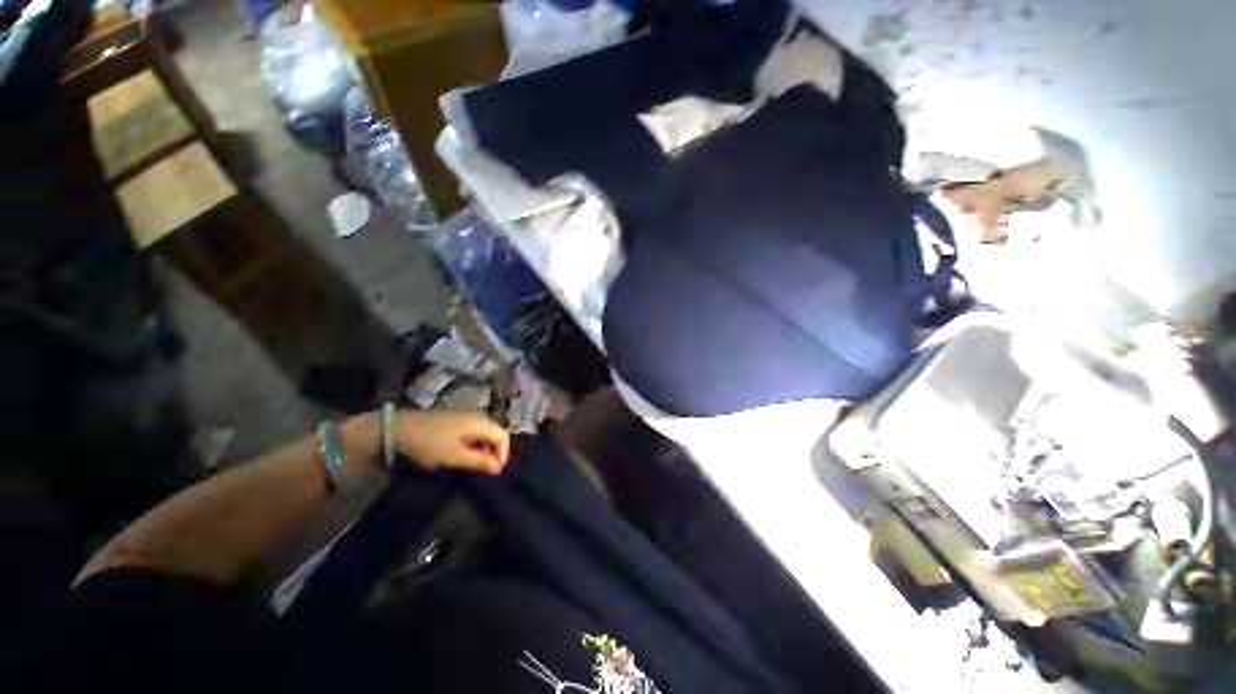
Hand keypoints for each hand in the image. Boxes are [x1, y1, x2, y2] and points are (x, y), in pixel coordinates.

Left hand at [395, 410, 509, 474]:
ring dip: (484, 448)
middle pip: (495, 433)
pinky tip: (463, 454)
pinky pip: (473, 431)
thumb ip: (480, 461)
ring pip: (484, 432)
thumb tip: (499, 468)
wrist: (398, 429)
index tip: (495, 471)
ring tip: (475, 464)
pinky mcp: (454, 419)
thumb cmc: (430, 443)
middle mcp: (477, 416)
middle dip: (495, 452)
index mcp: (480, 423)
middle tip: (486, 469)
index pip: (503, 436)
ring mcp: (465, 416)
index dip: (503, 454)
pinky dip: (474, 443)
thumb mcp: (455, 456)